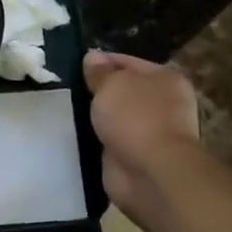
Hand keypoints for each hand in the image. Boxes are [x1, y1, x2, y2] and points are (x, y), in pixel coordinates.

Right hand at [83, 51, 220, 231]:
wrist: (151, 174)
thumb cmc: (136, 117)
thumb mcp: (111, 84)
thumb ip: (99, 71)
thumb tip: (92, 58)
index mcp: (165, 79)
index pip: (127, 62)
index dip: (100, 61)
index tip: (74, 64)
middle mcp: (162, 104)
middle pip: (123, 90)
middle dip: (97, 90)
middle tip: (66, 86)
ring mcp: (150, 133)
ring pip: (115, 116)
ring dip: (96, 116)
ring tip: (66, 108)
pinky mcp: (136, 157)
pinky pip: (110, 139)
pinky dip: (96, 138)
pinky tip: (75, 132)